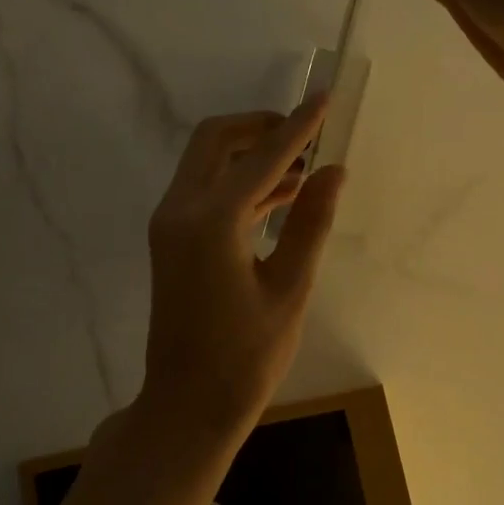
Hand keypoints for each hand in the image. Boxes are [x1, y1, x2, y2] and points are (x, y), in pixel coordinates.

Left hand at [138, 98, 345, 443]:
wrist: (187, 406)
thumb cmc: (245, 358)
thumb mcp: (289, 289)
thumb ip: (310, 223)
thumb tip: (333, 171)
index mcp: (211, 221)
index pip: (261, 157)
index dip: (297, 128)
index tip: (324, 99)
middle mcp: (180, 210)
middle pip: (216, 140)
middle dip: (260, 127)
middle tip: (306, 135)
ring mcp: (170, 224)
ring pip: (207, 163)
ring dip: (251, 154)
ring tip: (305, 166)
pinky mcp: (172, 240)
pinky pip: (205, 191)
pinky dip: (239, 182)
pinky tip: (281, 195)